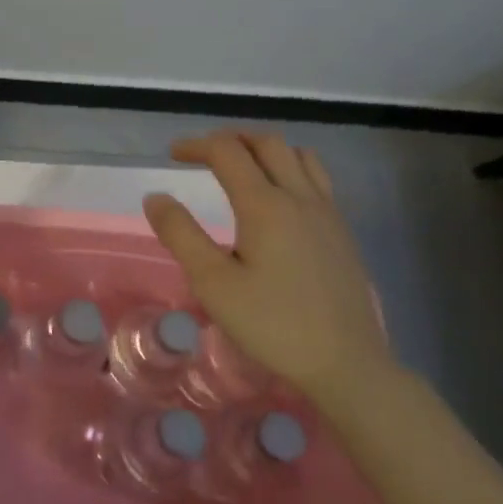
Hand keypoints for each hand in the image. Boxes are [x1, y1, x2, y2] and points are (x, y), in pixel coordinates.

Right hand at [143, 130, 391, 407]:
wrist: (346, 365)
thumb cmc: (273, 324)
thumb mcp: (213, 283)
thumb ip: (181, 234)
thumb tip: (156, 197)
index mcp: (265, 205)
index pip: (228, 152)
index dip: (197, 145)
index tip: (173, 154)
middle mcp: (300, 197)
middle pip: (267, 143)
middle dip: (231, 139)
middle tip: (203, 154)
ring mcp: (327, 213)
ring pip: (298, 156)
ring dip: (264, 149)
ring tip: (242, 165)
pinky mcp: (342, 232)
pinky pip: (317, 178)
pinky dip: (290, 167)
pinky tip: (280, 197)